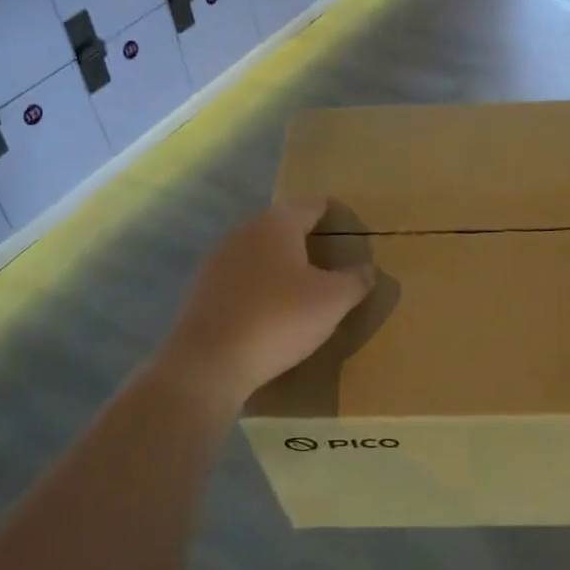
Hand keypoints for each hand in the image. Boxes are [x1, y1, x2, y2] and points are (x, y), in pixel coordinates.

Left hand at [160, 199, 374, 410]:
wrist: (208, 364)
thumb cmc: (278, 319)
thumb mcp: (332, 301)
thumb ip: (355, 280)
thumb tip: (366, 269)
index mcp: (277, 222)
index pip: (314, 205)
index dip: (337, 217)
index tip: (354, 237)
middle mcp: (244, 231)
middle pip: (285, 227)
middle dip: (310, 242)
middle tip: (334, 267)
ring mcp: (218, 260)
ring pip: (261, 253)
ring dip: (283, 267)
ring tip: (306, 292)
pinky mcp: (202, 290)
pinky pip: (242, 280)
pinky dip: (260, 289)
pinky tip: (272, 314)